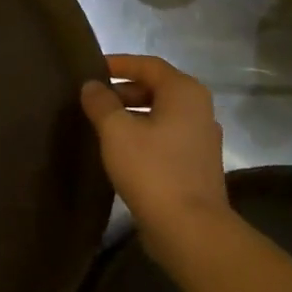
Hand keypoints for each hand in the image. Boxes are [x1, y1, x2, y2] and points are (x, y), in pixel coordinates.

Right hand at [80, 54, 229, 241]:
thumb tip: (91, 86)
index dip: (119, 64)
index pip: (148, 65)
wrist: (188, 227)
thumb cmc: (152, 169)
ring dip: (130, 113)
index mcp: (184, 93)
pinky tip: (118, 148)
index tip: (90, 69)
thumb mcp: (116, 131)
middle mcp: (199, 110)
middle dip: (122, 90)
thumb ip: (101, 103)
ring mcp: (200, 138)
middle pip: (156, 87)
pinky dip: (141, 133)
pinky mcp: (195, 163)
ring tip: (99, 123)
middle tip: (91, 99)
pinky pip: (164, 135)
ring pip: (160, 113)